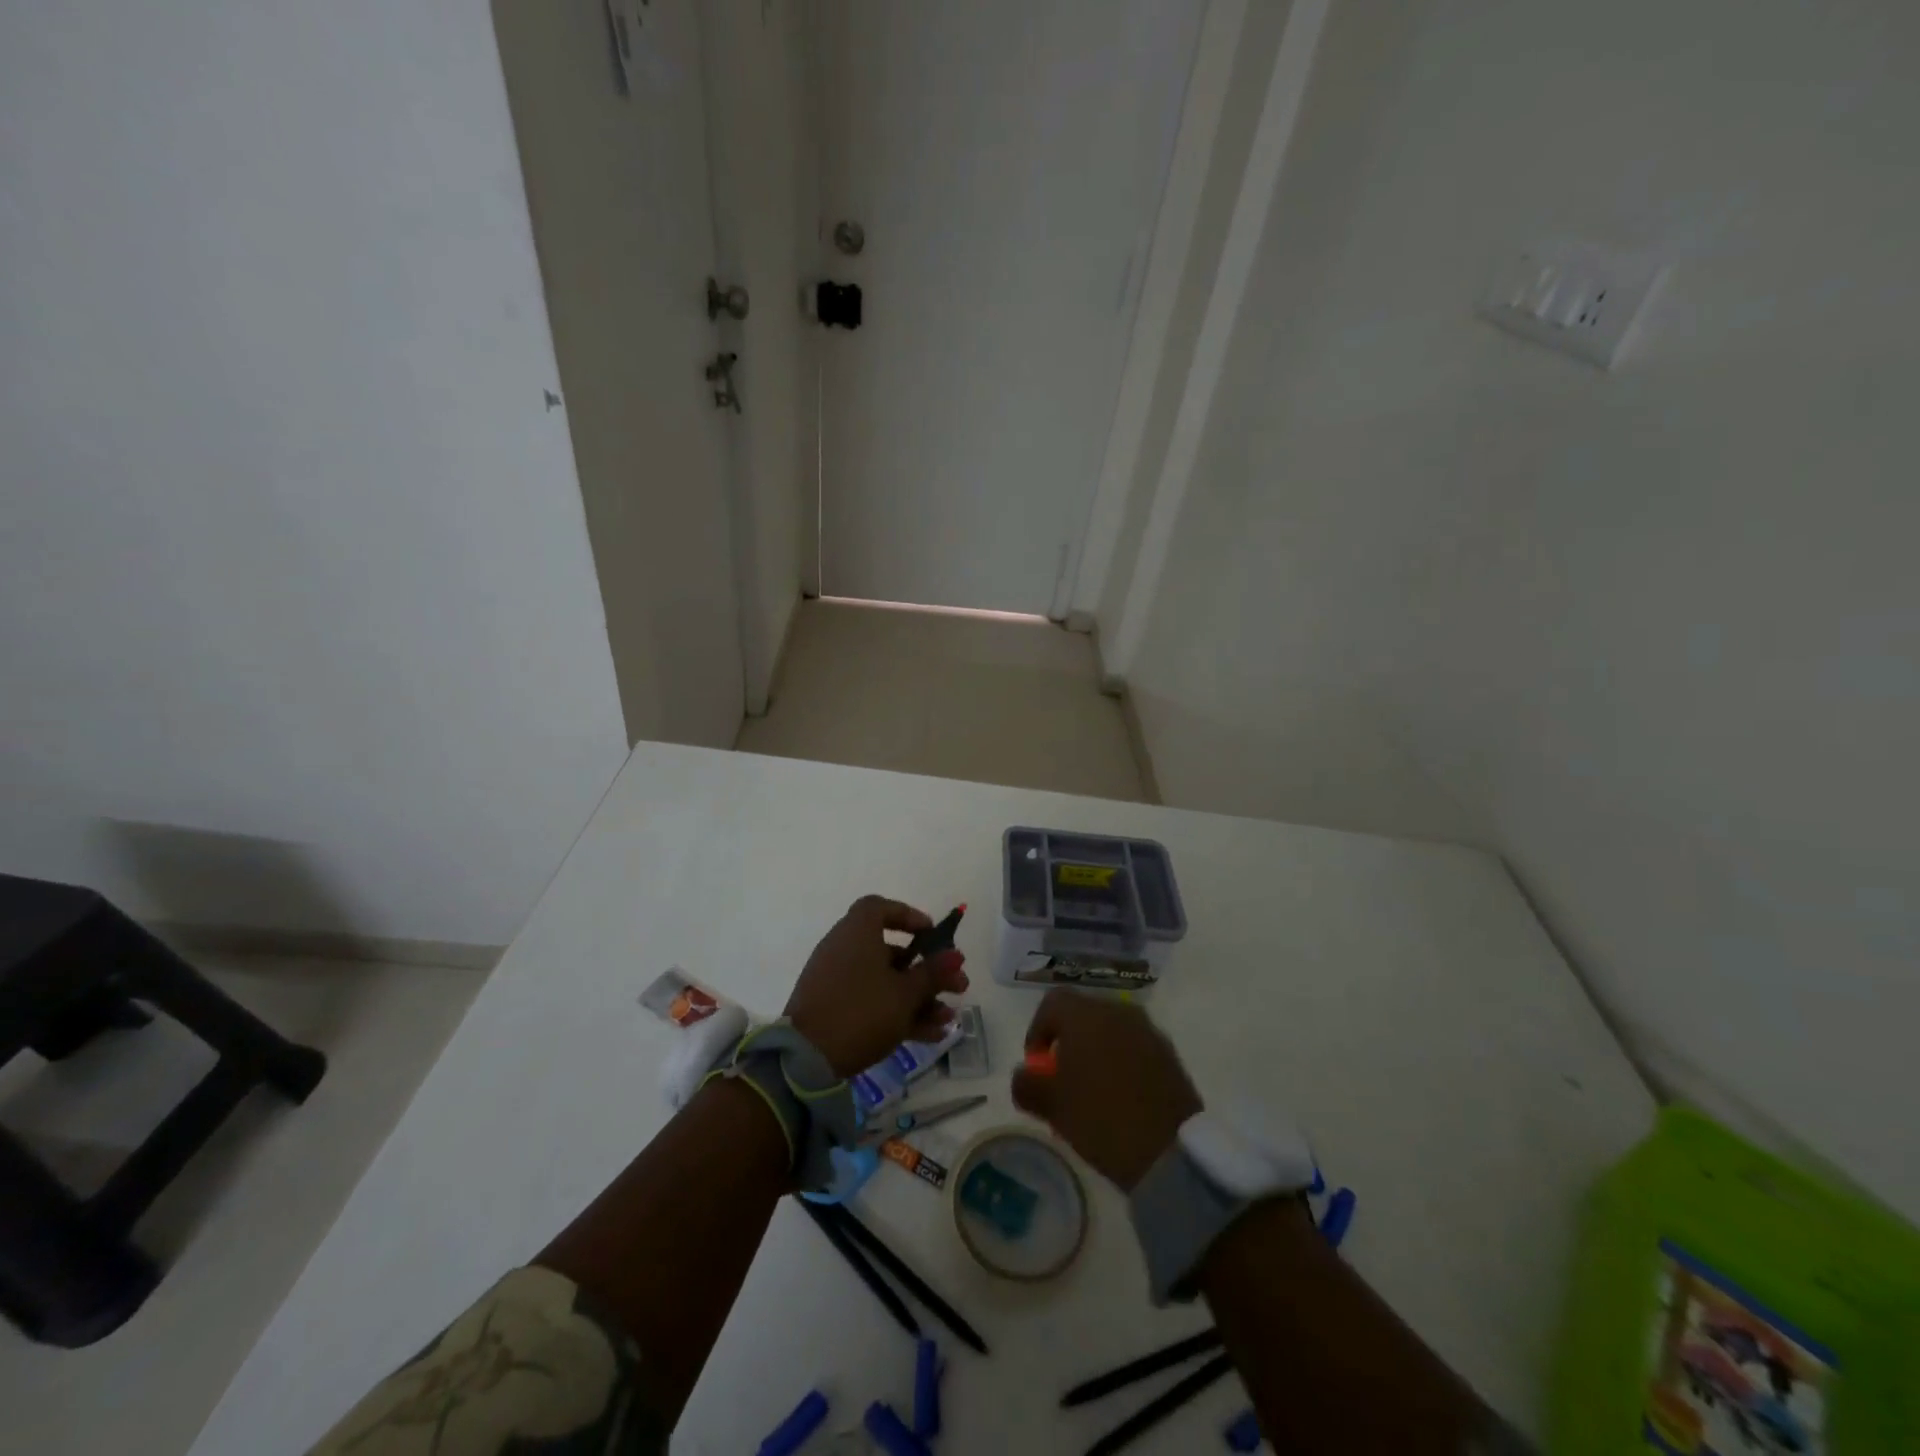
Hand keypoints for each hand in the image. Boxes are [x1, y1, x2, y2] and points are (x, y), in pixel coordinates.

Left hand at [785, 896, 968, 1077]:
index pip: (881, 907)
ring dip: (919, 997)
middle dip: (927, 970)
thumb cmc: (862, 1011)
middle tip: (957, 986)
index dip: (909, 917)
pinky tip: (931, 1034)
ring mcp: (837, 980)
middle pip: (891, 951)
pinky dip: (898, 1013)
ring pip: (885, 981)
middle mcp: (844, 949)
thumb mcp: (905, 993)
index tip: (932, 934)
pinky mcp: (833, 1009)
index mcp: (857, 932)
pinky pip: (871, 1001)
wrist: (806, 1058)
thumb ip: (933, 973)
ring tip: (948, 1017)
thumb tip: (955, 955)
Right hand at [1011, 989, 1201, 1190]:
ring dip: (1095, 1051)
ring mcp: (1147, 1031)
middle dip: (1067, 1041)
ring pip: (1110, 1030)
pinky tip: (1119, 1096)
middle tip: (1062, 1078)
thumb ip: (1027, 1084)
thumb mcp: (1052, 1106)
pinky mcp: (1168, 1054)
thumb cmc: (1101, 1118)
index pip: (1052, 1003)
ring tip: (1091, 1090)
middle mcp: (1117, 1012)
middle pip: (1082, 1014)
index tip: (1036, 1064)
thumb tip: (1024, 1075)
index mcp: (1086, 1016)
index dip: (1037, 1029)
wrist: (1170, 1150)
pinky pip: (1133, 1047)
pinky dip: (1120, 1062)